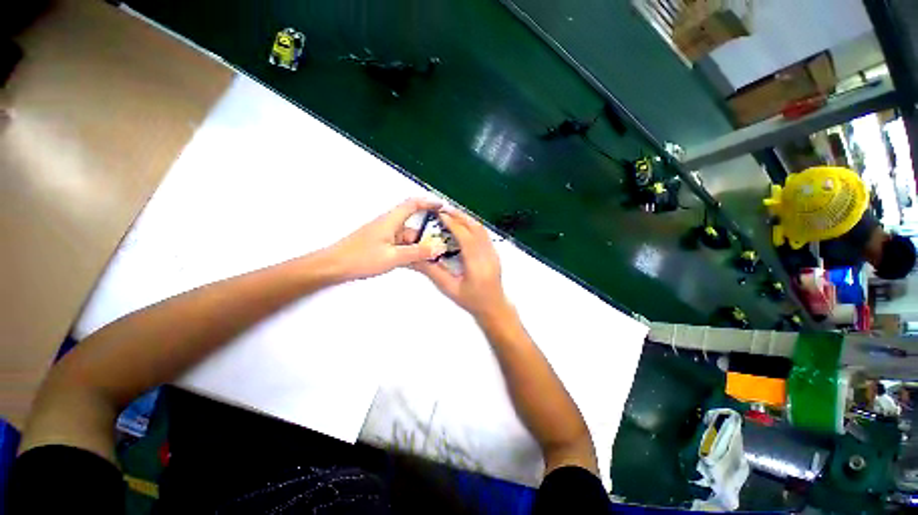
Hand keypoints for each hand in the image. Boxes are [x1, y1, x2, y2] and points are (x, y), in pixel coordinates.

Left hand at [322, 198, 446, 280]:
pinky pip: (400, 245)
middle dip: (427, 235)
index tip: (442, 206)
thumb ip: (417, 253)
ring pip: (407, 238)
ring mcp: (384, 235)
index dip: (428, 202)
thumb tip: (439, 248)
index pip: (413, 204)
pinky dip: (409, 251)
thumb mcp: (393, 257)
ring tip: (430, 258)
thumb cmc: (361, 258)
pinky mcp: (380, 244)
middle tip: (441, 246)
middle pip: (413, 225)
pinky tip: (415, 262)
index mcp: (391, 220)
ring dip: (418, 246)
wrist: (333, 266)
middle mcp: (389, 225)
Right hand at [413, 209, 510, 320]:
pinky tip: (463, 225)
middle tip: (443, 209)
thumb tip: (417, 258)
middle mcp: (487, 255)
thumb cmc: (472, 301)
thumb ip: (433, 272)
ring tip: (451, 214)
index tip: (440, 215)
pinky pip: (484, 234)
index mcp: (476, 265)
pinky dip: (472, 225)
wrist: (494, 307)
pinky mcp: (494, 252)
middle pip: (475, 228)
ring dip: (466, 218)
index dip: (452, 223)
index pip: (465, 237)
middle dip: (459, 216)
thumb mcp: (449, 288)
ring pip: (481, 229)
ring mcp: (493, 253)